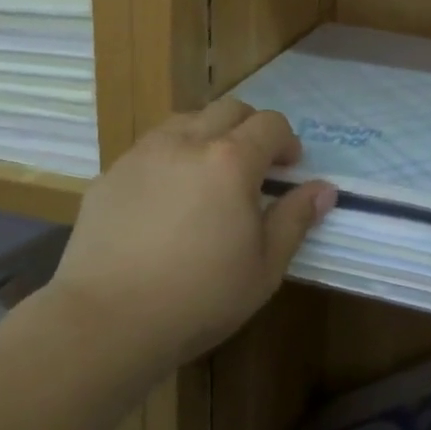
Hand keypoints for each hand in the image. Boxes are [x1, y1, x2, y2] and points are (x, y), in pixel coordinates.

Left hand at [52, 100, 335, 370]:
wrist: (106, 320)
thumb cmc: (199, 298)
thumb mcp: (264, 268)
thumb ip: (295, 220)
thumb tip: (324, 189)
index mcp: (231, 161)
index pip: (270, 124)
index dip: (287, 140)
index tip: (289, 168)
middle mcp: (187, 142)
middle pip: (228, 109)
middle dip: (250, 127)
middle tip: (254, 165)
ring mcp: (143, 154)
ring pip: (185, 120)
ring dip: (208, 135)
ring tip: (208, 175)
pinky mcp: (111, 174)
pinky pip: (149, 148)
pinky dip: (170, 157)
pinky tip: (165, 199)